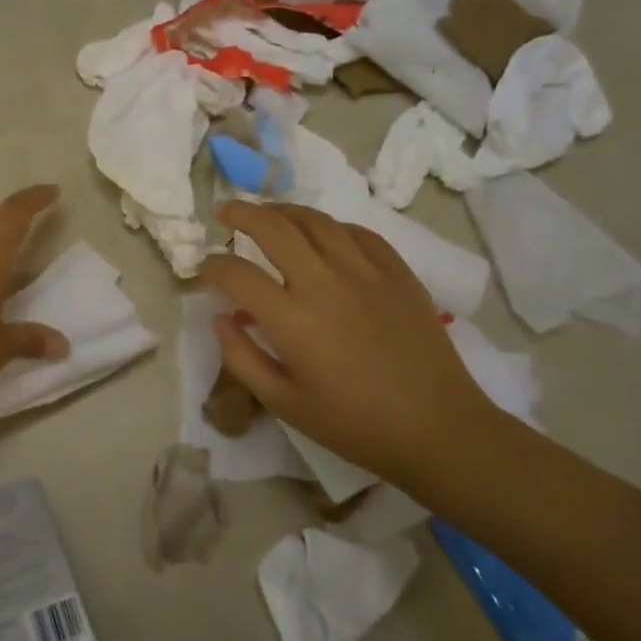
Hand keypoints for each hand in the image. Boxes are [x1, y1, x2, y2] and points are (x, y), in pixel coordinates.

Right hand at [197, 202, 488, 484]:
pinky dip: (332, 227)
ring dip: (284, 211)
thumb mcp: (283, 403)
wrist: (438, 429)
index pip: (237, 274)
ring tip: (268, 214)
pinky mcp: (398, 274)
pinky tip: (323, 234)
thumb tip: (220, 318)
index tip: (203, 270)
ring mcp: (366, 273)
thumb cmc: (354, 424)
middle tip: (225, 213)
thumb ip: (242, 358)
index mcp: (292, 321)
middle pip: (274, 228)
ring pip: (317, 221)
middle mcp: (325, 284)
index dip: (211, 266)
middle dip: (241, 214)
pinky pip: (359, 233)